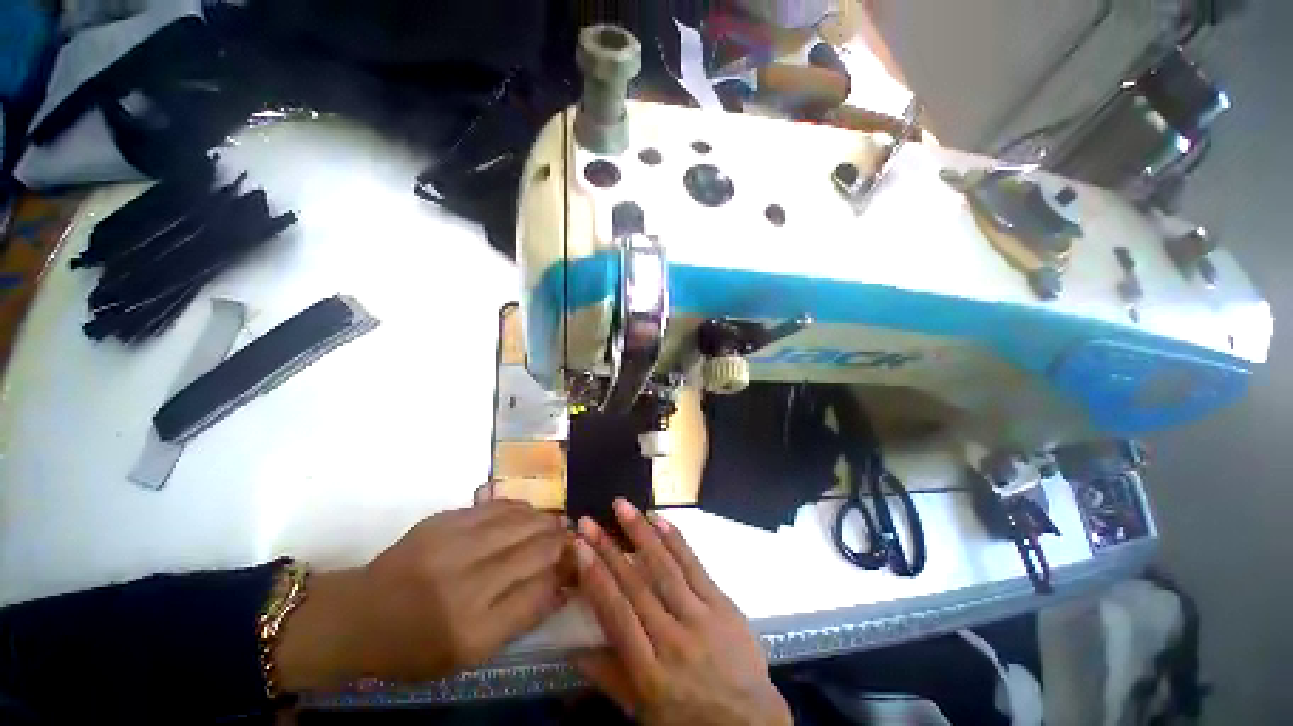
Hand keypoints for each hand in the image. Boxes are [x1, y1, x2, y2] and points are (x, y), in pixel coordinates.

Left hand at [276, 500, 569, 689]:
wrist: (358, 616)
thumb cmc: (415, 647)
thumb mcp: (470, 654)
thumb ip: (521, 617)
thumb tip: (563, 583)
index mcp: (473, 630)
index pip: (541, 589)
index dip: (566, 571)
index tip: (578, 563)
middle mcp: (466, 583)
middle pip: (536, 547)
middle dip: (562, 539)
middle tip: (571, 538)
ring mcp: (453, 545)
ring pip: (521, 520)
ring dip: (545, 520)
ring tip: (554, 523)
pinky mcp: (443, 520)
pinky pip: (497, 506)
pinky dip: (520, 509)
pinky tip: (527, 513)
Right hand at [571, 499, 790, 725]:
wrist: (750, 724)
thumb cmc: (689, 719)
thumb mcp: (642, 711)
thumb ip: (608, 676)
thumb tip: (570, 648)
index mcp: (648, 672)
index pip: (616, 615)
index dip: (595, 578)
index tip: (579, 547)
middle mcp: (673, 640)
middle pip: (636, 586)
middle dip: (610, 549)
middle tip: (590, 521)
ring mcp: (701, 619)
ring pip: (665, 569)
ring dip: (641, 533)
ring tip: (623, 506)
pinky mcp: (722, 604)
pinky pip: (695, 567)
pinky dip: (676, 541)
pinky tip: (660, 519)